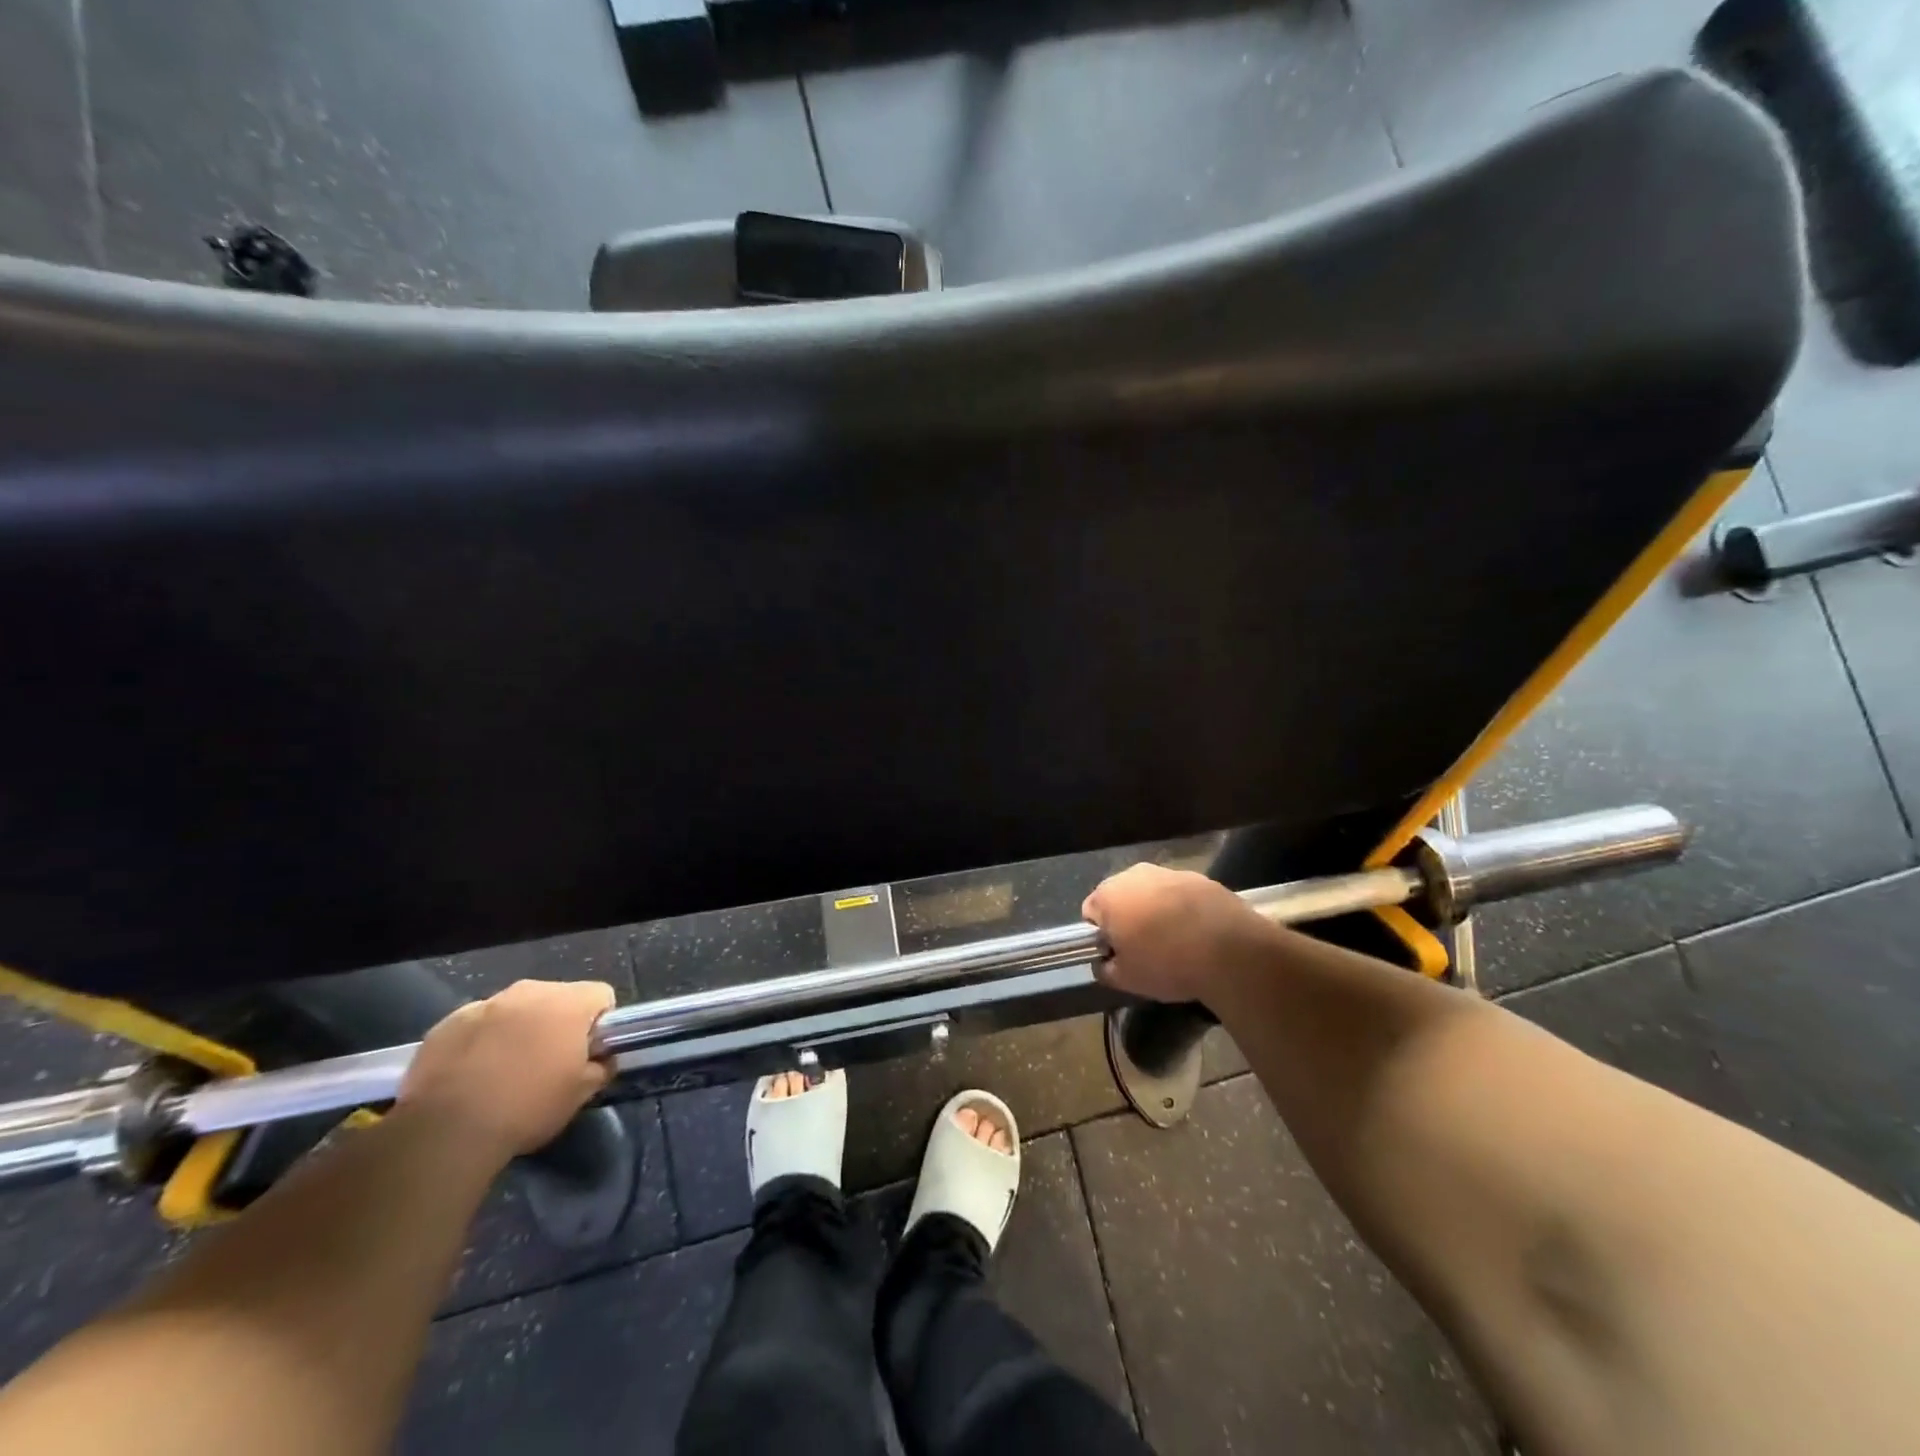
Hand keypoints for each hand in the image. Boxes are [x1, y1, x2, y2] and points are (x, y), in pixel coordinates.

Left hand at [399, 979, 614, 1159]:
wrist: (445, 1133)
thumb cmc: (526, 1108)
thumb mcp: (581, 1094)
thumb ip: (600, 1067)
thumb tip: (601, 1059)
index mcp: (568, 1003)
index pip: (601, 995)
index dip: (600, 1024)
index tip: (588, 1053)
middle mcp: (529, 991)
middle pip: (557, 998)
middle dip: (557, 1024)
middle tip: (548, 1063)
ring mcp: (484, 1004)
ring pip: (515, 1009)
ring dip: (518, 1030)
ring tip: (505, 1071)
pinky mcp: (447, 1024)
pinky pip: (478, 1024)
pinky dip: (481, 1041)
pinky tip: (471, 1075)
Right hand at [1082, 863, 1272, 1002]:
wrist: (1230, 951)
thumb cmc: (1167, 963)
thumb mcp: (1126, 979)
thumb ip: (1104, 969)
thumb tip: (1105, 962)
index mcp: (1109, 894)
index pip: (1090, 912)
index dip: (1101, 935)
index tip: (1119, 955)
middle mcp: (1135, 874)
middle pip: (1122, 897)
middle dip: (1128, 919)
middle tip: (1144, 951)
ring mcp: (1170, 872)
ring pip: (1152, 894)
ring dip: (1156, 913)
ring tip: (1176, 944)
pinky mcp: (1201, 878)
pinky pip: (1181, 895)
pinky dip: (1184, 910)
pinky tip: (1198, 935)